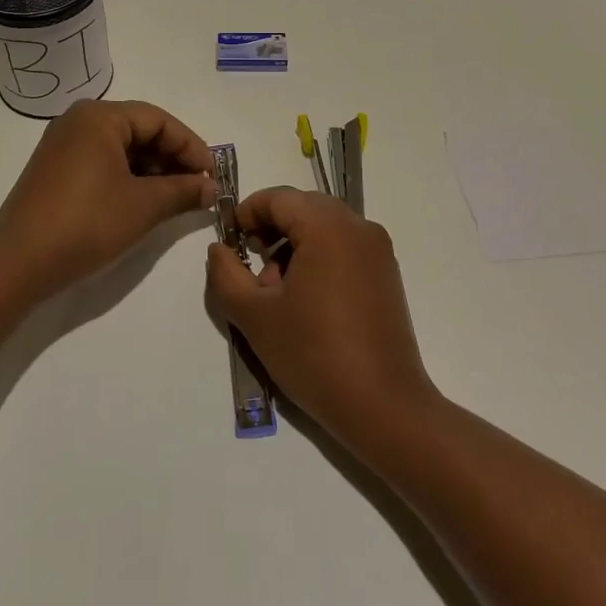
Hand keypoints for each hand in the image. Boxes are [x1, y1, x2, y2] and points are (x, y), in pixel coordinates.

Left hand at [0, 99, 216, 294]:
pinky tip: (145, 201)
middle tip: (198, 187)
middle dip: (172, 158)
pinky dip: (128, 178)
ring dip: (153, 170)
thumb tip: (212, 188)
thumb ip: (183, 191)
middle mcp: (78, 121)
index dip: (190, 146)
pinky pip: (102, 162)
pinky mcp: (55, 170)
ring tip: (176, 198)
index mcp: (99, 116)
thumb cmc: (86, 223)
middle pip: (139, 130)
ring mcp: (63, 145)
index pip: (158, 120)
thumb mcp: (143, 206)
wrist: (18, 263)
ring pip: (121, 148)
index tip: (212, 174)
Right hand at [205, 187, 439, 451]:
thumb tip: (219, 249)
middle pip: (303, 207)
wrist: (384, 407)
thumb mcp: (255, 316)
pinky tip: (306, 300)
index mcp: (328, 226)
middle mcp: (358, 226)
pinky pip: (345, 246)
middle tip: (252, 266)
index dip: (248, 212)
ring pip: (325, 226)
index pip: (279, 197)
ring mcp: (377, 250)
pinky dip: (319, 256)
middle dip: (272, 229)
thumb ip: (226, 275)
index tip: (231, 242)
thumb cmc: (314, 355)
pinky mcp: (386, 274)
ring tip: (277, 291)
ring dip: (294, 244)